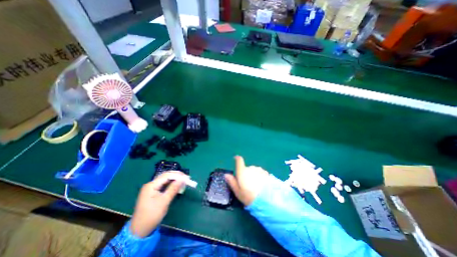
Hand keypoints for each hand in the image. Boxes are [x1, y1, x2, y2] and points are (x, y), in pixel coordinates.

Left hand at [129, 172, 185, 237]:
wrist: (139, 231)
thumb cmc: (152, 216)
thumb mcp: (164, 201)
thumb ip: (173, 188)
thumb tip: (183, 179)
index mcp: (151, 185)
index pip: (166, 175)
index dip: (178, 175)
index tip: (187, 177)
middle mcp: (150, 184)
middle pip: (166, 176)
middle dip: (177, 176)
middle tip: (186, 179)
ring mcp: (151, 188)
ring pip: (165, 180)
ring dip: (175, 180)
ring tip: (183, 182)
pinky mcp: (153, 193)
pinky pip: (164, 185)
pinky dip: (171, 185)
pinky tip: (177, 186)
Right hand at [225, 156, 267, 204]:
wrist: (267, 200)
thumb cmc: (249, 196)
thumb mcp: (238, 191)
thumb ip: (232, 182)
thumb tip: (226, 174)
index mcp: (242, 171)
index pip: (239, 160)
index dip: (237, 159)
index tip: (236, 159)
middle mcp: (250, 168)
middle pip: (247, 168)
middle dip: (246, 173)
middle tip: (247, 184)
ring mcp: (259, 169)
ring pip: (254, 170)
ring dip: (253, 175)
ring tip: (255, 185)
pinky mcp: (266, 173)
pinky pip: (260, 172)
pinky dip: (260, 176)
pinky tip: (262, 185)